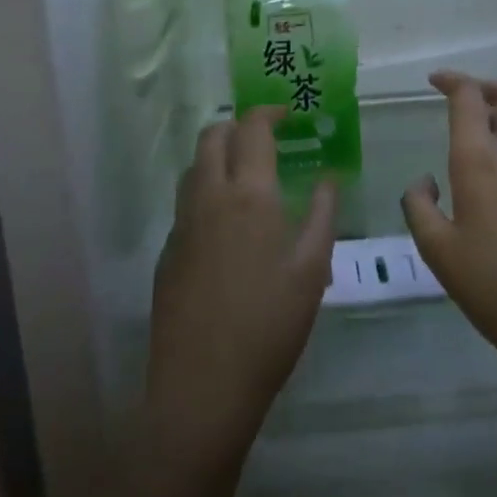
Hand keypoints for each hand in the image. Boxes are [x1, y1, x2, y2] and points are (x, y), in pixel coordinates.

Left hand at [145, 107, 336, 464]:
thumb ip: (321, 215)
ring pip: (194, 166)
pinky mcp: (168, 251)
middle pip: (212, 136)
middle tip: (265, 138)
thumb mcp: (312, 270)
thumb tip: (328, 177)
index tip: (287, 114)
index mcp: (249, 195)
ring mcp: (182, 224)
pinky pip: (186, 201)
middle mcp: (209, 197)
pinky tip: (227, 223)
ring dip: (217, 154)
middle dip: (238, 125)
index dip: (269, 112)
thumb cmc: (270, 326)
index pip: (252, 129)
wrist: (202, 384)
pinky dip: (206, 190)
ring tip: (247, 175)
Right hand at [401, 72, 496, 376]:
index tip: (435, 81)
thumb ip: (419, 204)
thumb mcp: (437, 249)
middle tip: (466, 103)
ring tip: (488, 142)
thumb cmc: (491, 285)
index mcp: (480, 159)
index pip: (469, 96)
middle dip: (485, 88)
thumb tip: (426, 180)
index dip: (452, 80)